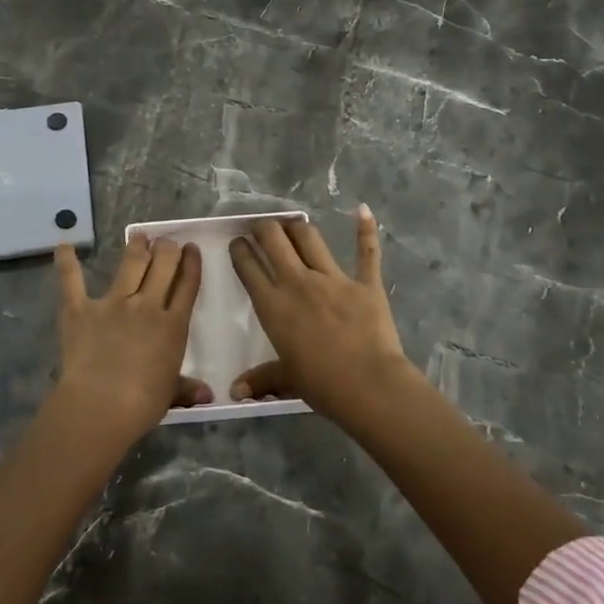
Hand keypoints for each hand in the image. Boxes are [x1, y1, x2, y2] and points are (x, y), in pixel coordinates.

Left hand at [53, 235, 209, 438]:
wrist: (102, 404)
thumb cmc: (143, 404)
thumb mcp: (171, 394)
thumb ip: (187, 388)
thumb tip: (208, 395)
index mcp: (173, 326)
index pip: (187, 286)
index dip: (191, 264)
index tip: (191, 249)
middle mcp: (147, 306)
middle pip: (162, 266)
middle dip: (167, 249)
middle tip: (167, 241)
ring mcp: (113, 303)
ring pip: (130, 265)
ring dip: (137, 247)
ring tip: (139, 236)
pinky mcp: (81, 309)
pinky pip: (72, 281)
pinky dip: (67, 262)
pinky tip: (63, 245)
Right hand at [229, 206, 423, 420]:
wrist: (368, 385)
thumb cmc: (321, 384)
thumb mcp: (286, 379)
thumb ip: (261, 380)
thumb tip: (235, 393)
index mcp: (274, 305)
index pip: (248, 267)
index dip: (240, 250)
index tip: (237, 242)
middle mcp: (298, 282)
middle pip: (274, 240)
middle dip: (264, 228)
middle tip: (261, 228)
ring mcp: (333, 278)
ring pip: (310, 238)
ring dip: (297, 227)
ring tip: (292, 224)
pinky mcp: (365, 282)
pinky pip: (366, 252)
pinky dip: (365, 229)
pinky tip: (362, 210)